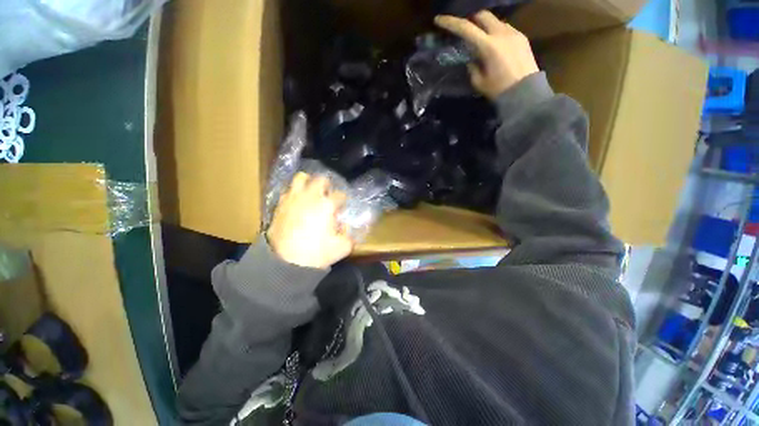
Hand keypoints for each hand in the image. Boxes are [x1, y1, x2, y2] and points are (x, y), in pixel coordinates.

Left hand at [267, 172, 353, 268]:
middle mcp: (310, 197)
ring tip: (310, 192)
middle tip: (328, 194)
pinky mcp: (280, 205)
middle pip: (321, 179)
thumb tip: (345, 226)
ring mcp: (293, 199)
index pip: (340, 195)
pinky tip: (297, 202)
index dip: (343, 200)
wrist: (286, 262)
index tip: (343, 206)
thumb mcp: (342, 247)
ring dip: (308, 182)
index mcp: (327, 205)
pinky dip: (294, 193)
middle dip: (327, 185)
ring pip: (300, 178)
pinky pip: (287, 191)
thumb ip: (349, 234)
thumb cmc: (317, 253)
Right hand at [435, 11, 538, 99]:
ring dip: (485, 26)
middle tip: (466, 31)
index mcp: (488, 46)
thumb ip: (472, 67)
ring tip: (482, 41)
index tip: (439, 20)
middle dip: (471, 20)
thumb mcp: (479, 82)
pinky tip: (496, 46)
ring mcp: (513, 33)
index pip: (466, 28)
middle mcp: (501, 33)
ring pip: (495, 21)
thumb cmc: (499, 89)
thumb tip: (471, 59)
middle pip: (482, 15)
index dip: (451, 22)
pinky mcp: (522, 37)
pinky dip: (496, 32)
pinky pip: (506, 28)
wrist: (525, 92)